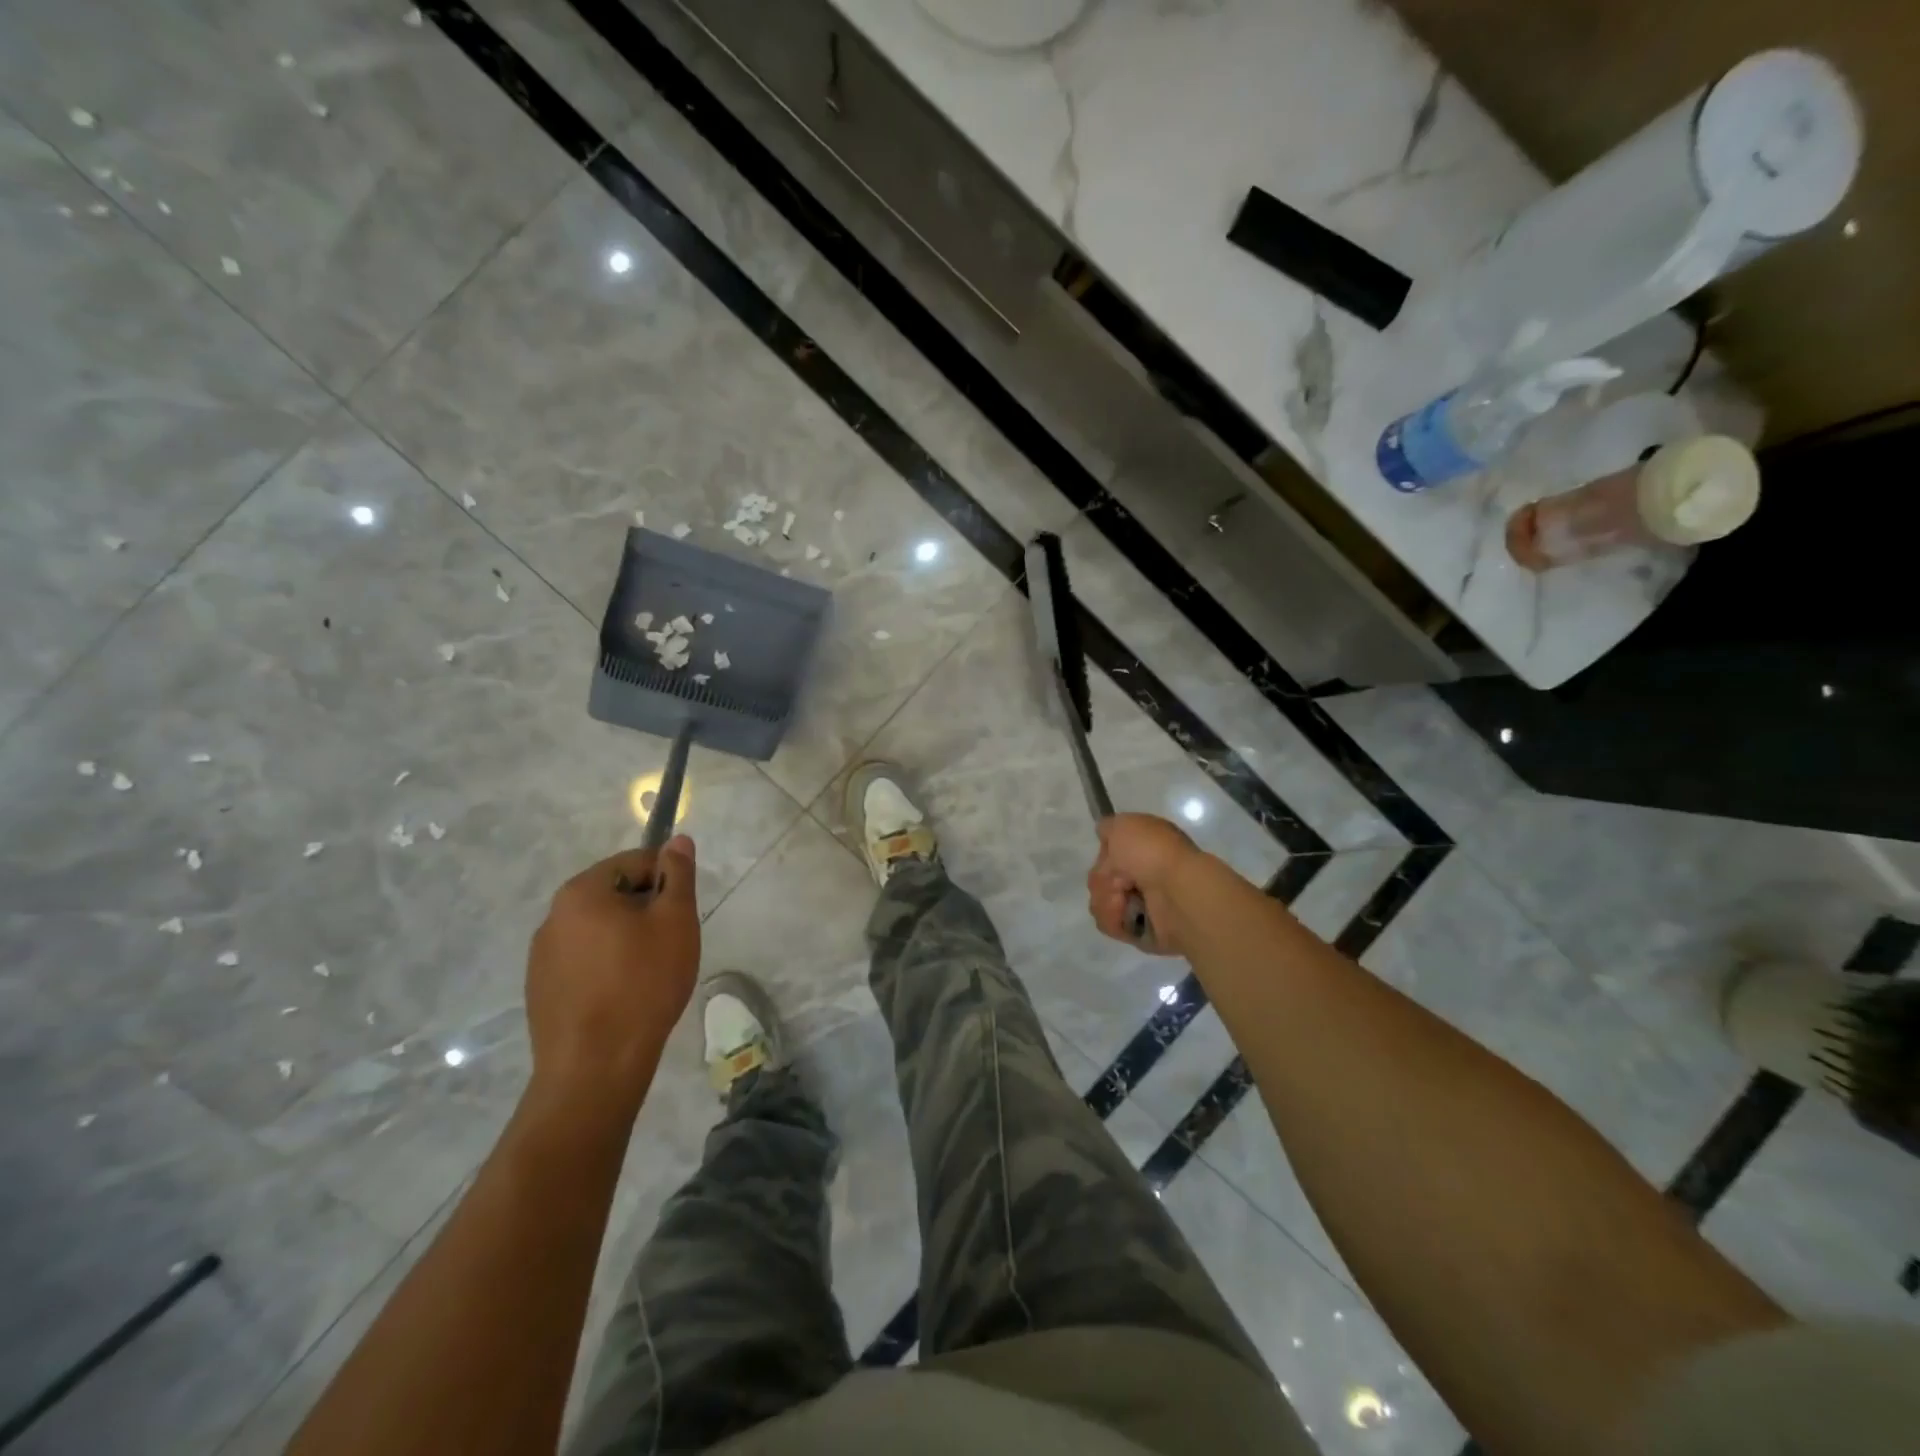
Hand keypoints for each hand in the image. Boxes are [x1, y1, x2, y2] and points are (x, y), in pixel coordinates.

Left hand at [525, 836, 700, 1115]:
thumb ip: (678, 875)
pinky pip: (582, 961)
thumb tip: (678, 841)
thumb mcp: (675, 921)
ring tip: (649, 972)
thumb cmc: (643, 983)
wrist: (595, 1066)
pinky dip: (606, 966)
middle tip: (671, 941)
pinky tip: (624, 995)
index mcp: (581, 891)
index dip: (667, 879)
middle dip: (645, 909)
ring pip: (597, 929)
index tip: (683, 912)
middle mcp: (552, 916)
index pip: (634, 862)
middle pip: (613, 894)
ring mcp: (541, 956)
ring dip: (625, 938)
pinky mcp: (540, 990)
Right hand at [1087, 813, 1202, 956]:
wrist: (1177, 893)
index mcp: (1147, 848)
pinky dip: (1113, 917)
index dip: (1105, 853)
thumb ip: (1109, 827)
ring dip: (1107, 898)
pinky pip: (1109, 923)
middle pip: (1100, 877)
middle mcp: (1144, 874)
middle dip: (1103, 878)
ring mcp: (1141, 903)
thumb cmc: (1153, 853)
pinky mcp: (1138, 931)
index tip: (1110, 854)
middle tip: (1121, 880)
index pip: (1110, 852)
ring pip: (1100, 900)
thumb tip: (1104, 834)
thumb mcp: (1125, 825)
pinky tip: (1125, 913)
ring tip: (1124, 899)